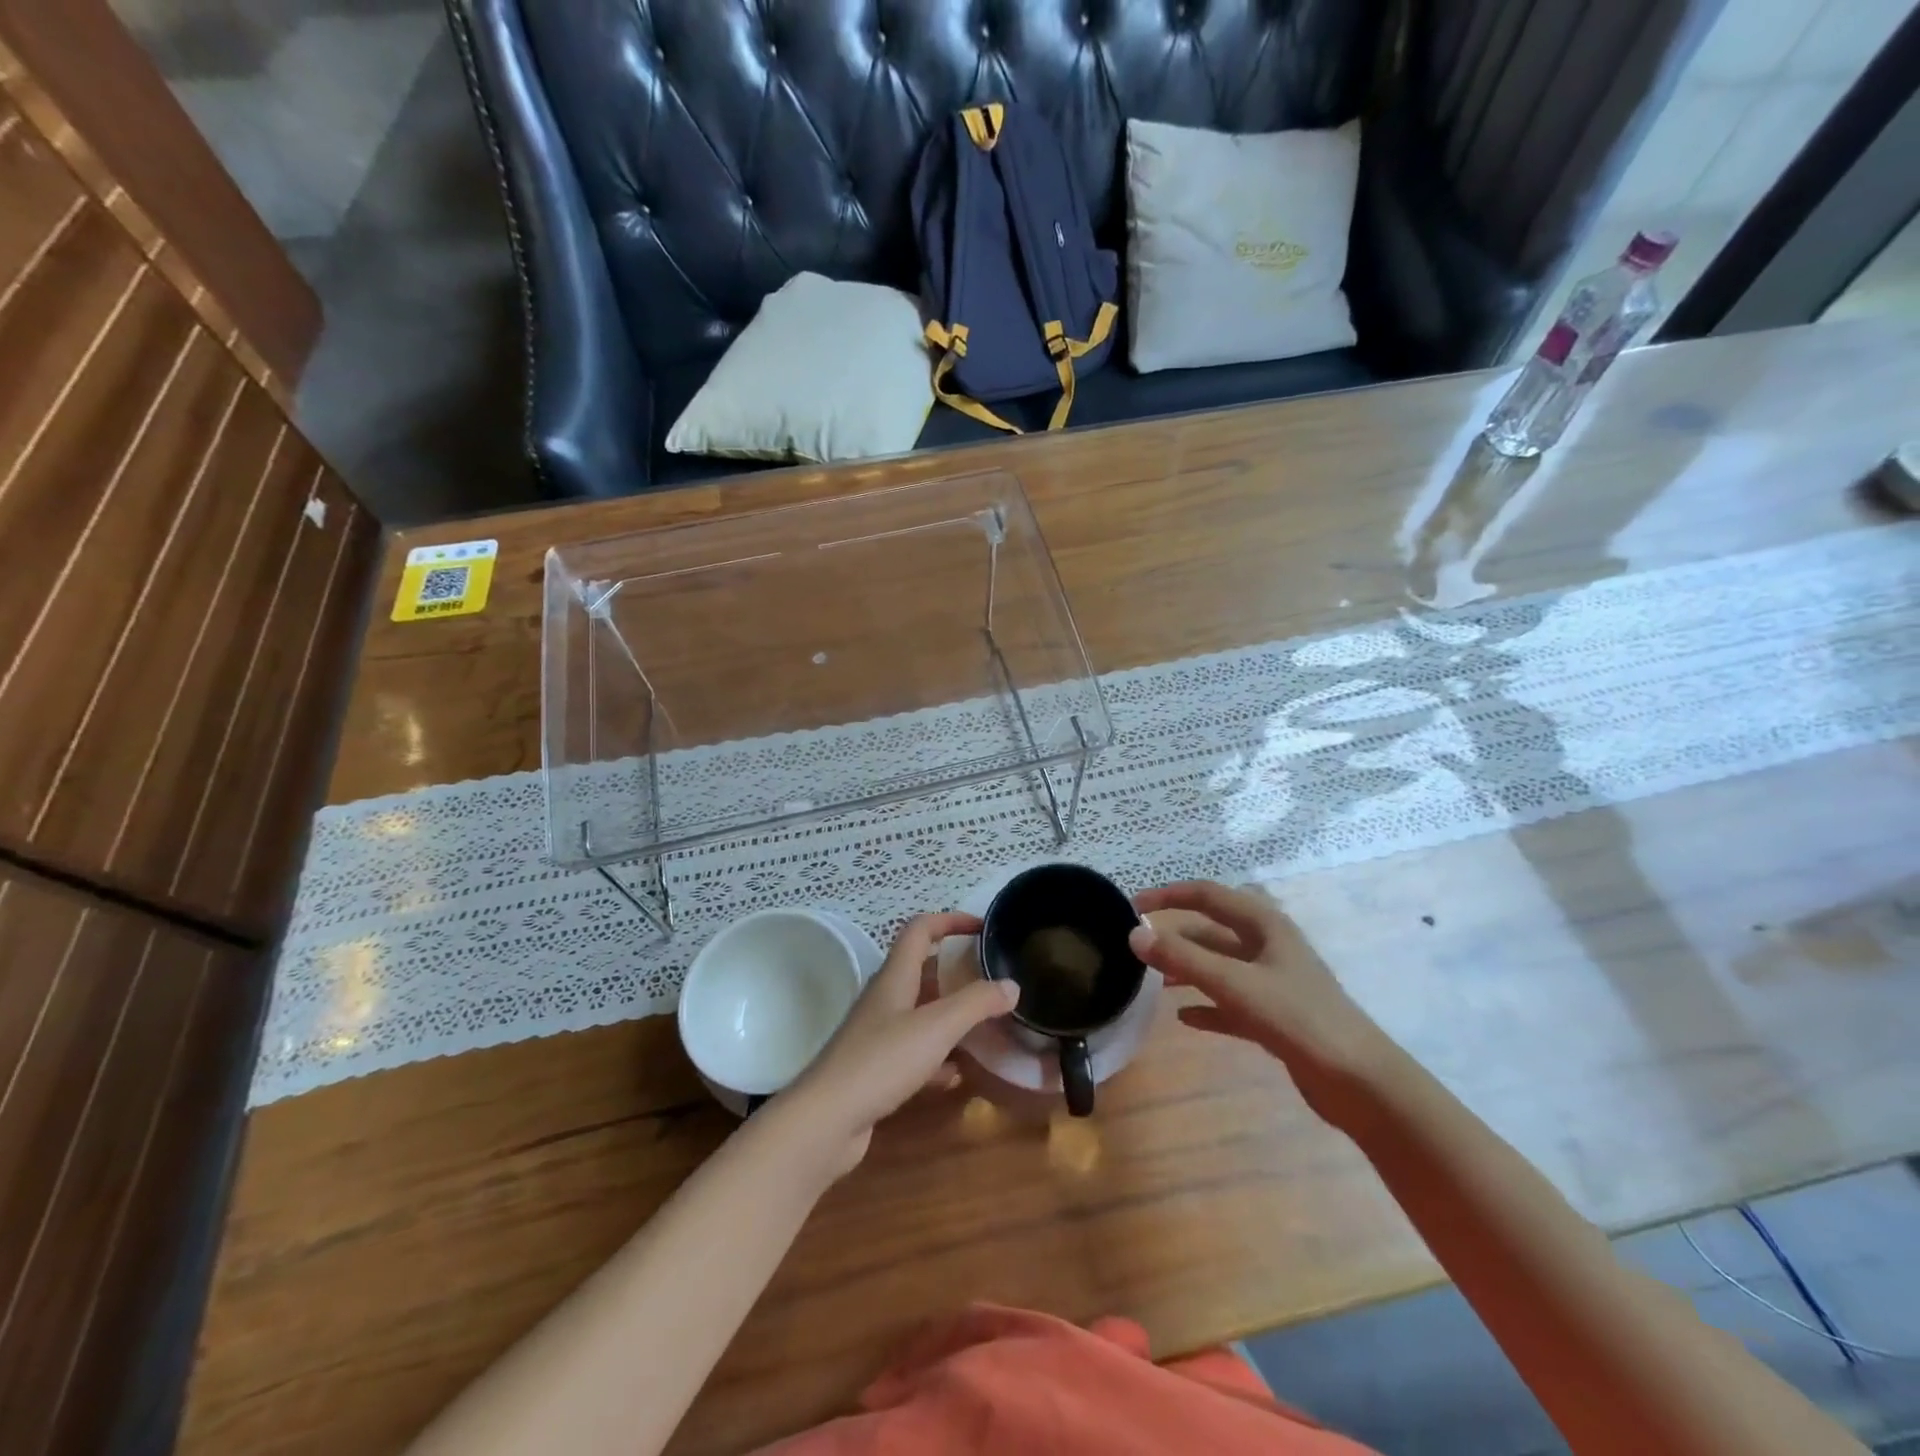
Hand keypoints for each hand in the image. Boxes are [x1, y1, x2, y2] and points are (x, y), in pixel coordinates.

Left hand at [785, 912, 1017, 1177]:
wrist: (825, 1122)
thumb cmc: (881, 1062)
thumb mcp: (936, 1027)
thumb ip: (976, 1003)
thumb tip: (1012, 985)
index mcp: (895, 977)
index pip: (920, 929)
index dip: (950, 920)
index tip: (982, 927)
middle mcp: (885, 999)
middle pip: (922, 970)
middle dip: (957, 971)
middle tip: (992, 980)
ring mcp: (878, 1036)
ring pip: (921, 1014)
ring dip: (951, 1016)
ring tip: (986, 1025)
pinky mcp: (877, 1071)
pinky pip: (916, 1054)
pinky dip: (939, 1058)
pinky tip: (958, 1074)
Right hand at [1131, 881, 1395, 1125]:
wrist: (1360, 1082)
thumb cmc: (1298, 1018)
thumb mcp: (1235, 984)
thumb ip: (1183, 958)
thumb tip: (1134, 935)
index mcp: (1264, 924)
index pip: (1207, 894)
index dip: (1168, 895)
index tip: (1132, 906)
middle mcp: (1269, 946)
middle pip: (1213, 930)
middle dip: (1177, 935)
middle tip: (1140, 946)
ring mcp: (1274, 982)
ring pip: (1221, 966)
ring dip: (1189, 969)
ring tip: (1155, 981)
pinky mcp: (1277, 1016)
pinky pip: (1232, 1003)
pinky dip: (1208, 1005)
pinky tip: (1184, 1018)